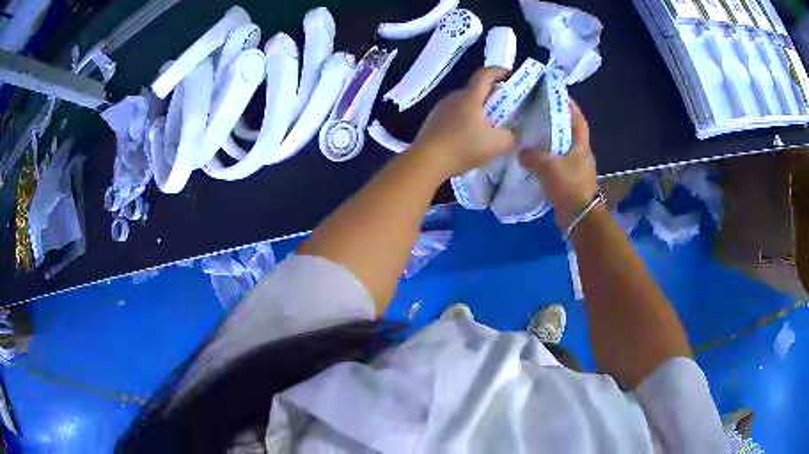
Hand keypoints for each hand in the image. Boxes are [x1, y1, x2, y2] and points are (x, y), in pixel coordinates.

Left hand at [412, 67, 515, 177]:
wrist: (426, 161)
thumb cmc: (463, 147)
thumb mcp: (498, 144)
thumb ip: (511, 135)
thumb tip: (512, 133)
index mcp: (470, 96)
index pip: (485, 74)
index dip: (499, 72)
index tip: (509, 76)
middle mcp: (454, 97)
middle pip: (475, 89)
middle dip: (491, 95)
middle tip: (503, 109)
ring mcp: (440, 109)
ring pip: (464, 103)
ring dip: (477, 110)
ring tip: (487, 127)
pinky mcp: (432, 122)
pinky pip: (454, 116)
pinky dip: (465, 121)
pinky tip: (469, 138)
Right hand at [519, 99, 598, 229]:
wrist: (578, 217)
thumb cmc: (569, 186)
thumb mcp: (549, 167)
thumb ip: (533, 156)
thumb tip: (521, 152)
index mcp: (581, 146)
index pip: (578, 119)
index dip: (570, 106)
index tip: (558, 94)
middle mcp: (581, 154)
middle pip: (569, 131)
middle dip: (556, 120)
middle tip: (538, 111)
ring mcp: (576, 168)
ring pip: (562, 148)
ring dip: (550, 140)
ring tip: (532, 131)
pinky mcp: (569, 180)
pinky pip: (556, 163)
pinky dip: (547, 158)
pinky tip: (533, 157)